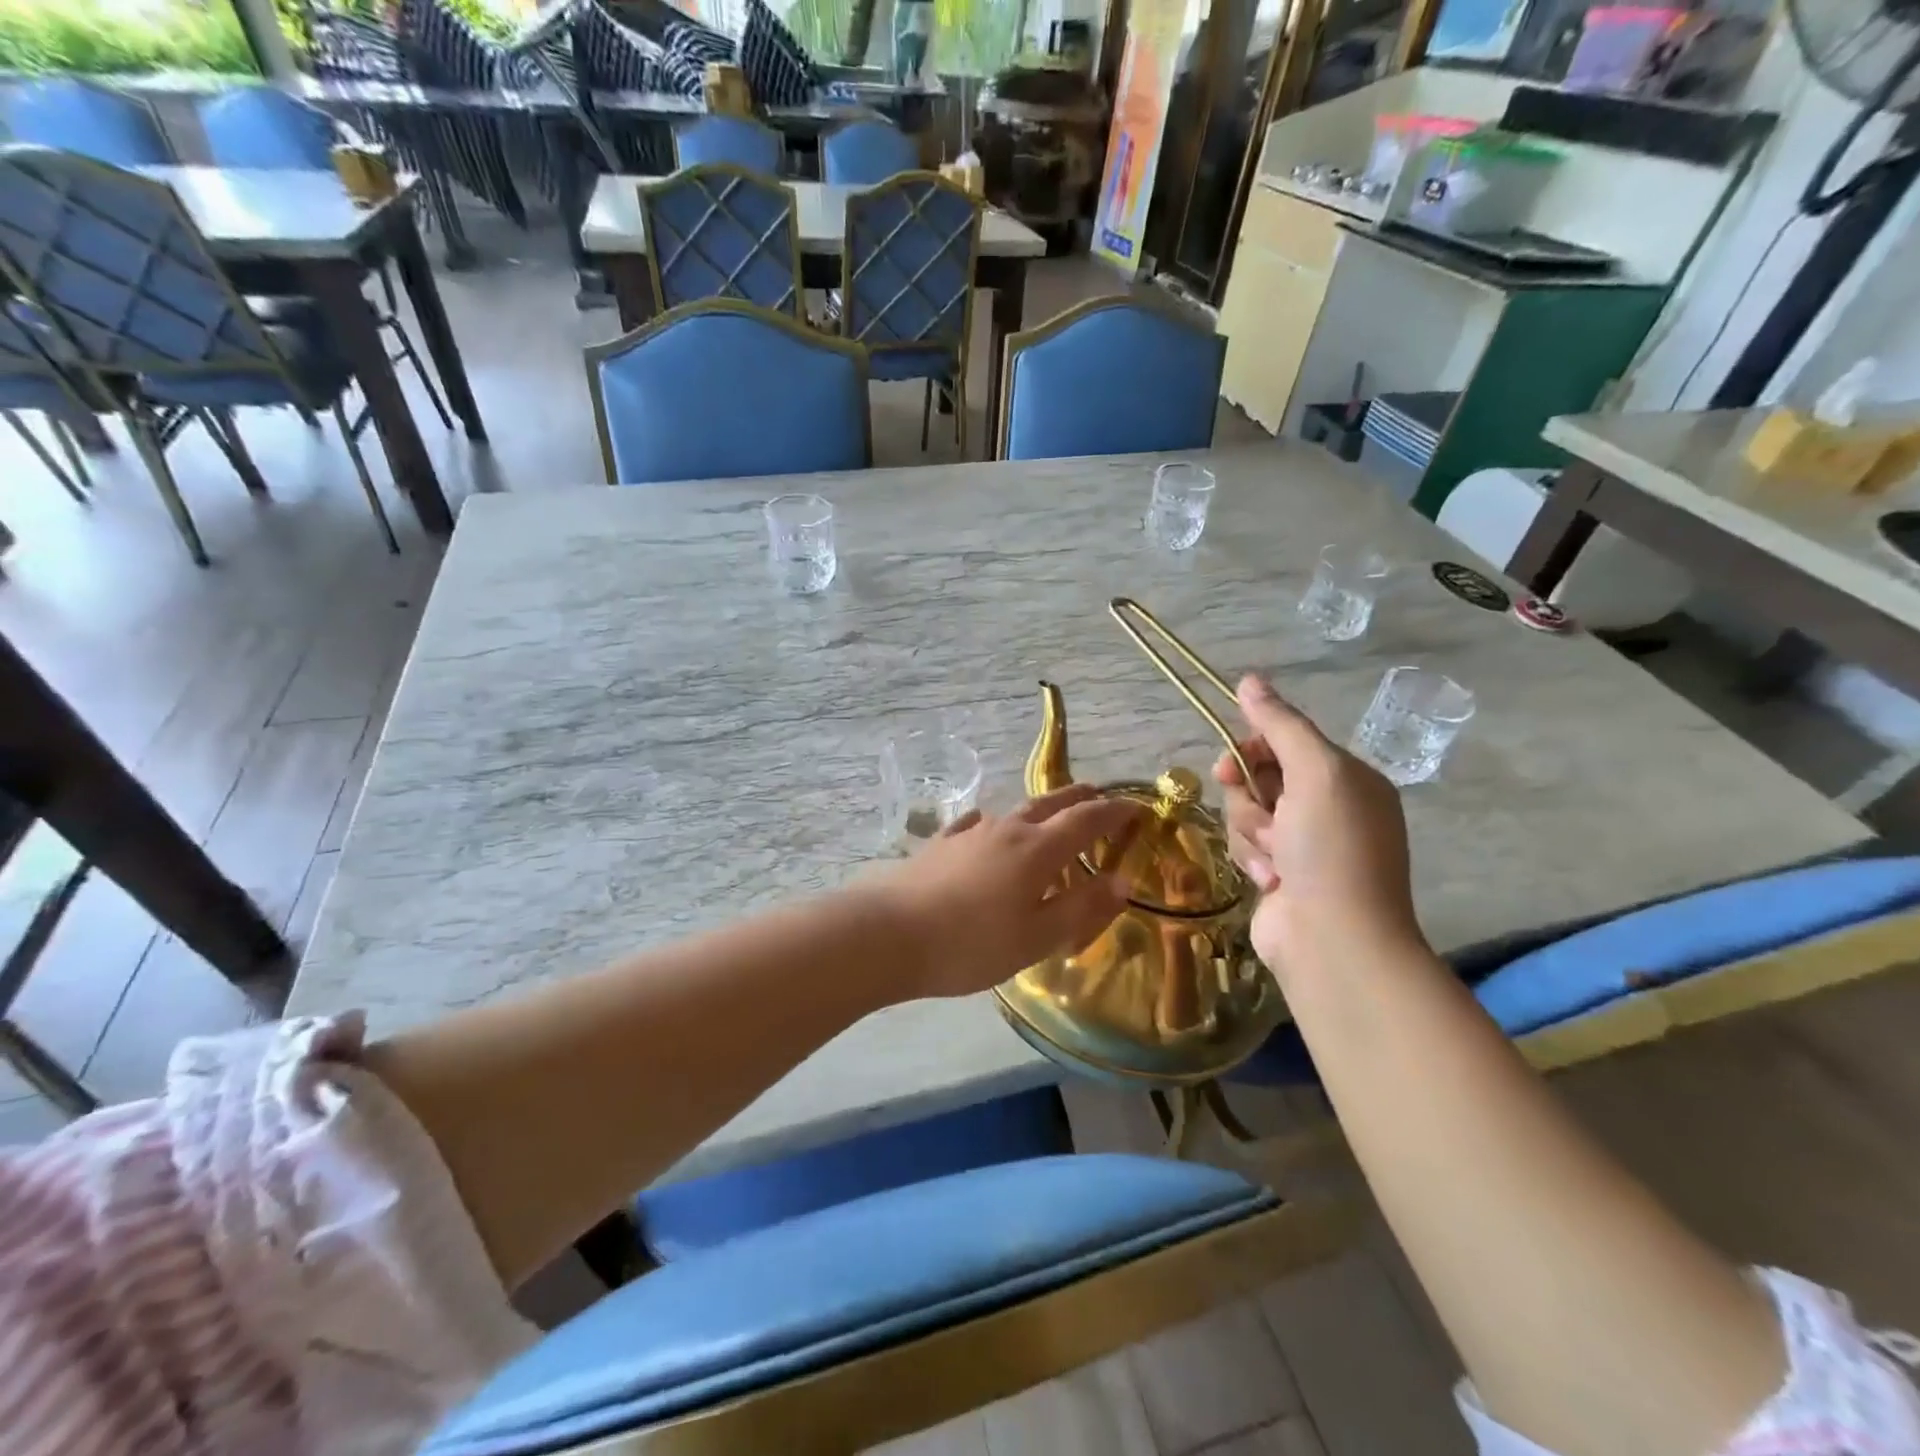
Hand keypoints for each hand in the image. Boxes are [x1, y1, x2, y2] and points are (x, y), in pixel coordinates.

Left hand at [874, 784, 1139, 998]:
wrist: (890, 933)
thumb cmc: (973, 943)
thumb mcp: (1037, 937)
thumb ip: (1081, 907)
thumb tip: (1122, 880)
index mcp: (1038, 850)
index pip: (1086, 821)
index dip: (1115, 812)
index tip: (1137, 808)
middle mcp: (1007, 830)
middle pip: (1050, 804)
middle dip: (1079, 798)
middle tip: (1098, 794)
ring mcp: (970, 833)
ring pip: (1014, 812)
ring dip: (1039, 810)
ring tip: (1049, 815)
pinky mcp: (940, 844)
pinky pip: (975, 824)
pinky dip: (992, 823)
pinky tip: (984, 824)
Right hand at [1212, 675, 1425, 976]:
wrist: (1334, 939)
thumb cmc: (1332, 848)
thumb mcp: (1315, 773)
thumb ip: (1280, 724)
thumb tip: (1249, 679)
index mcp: (1347, 778)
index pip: (1286, 741)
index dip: (1253, 748)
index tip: (1232, 763)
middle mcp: (1327, 806)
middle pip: (1260, 776)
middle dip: (1250, 796)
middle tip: (1260, 814)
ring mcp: (1303, 843)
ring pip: (1246, 812)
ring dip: (1251, 832)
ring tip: (1273, 858)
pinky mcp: (1280, 873)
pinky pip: (1246, 845)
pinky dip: (1252, 859)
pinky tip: (1270, 880)